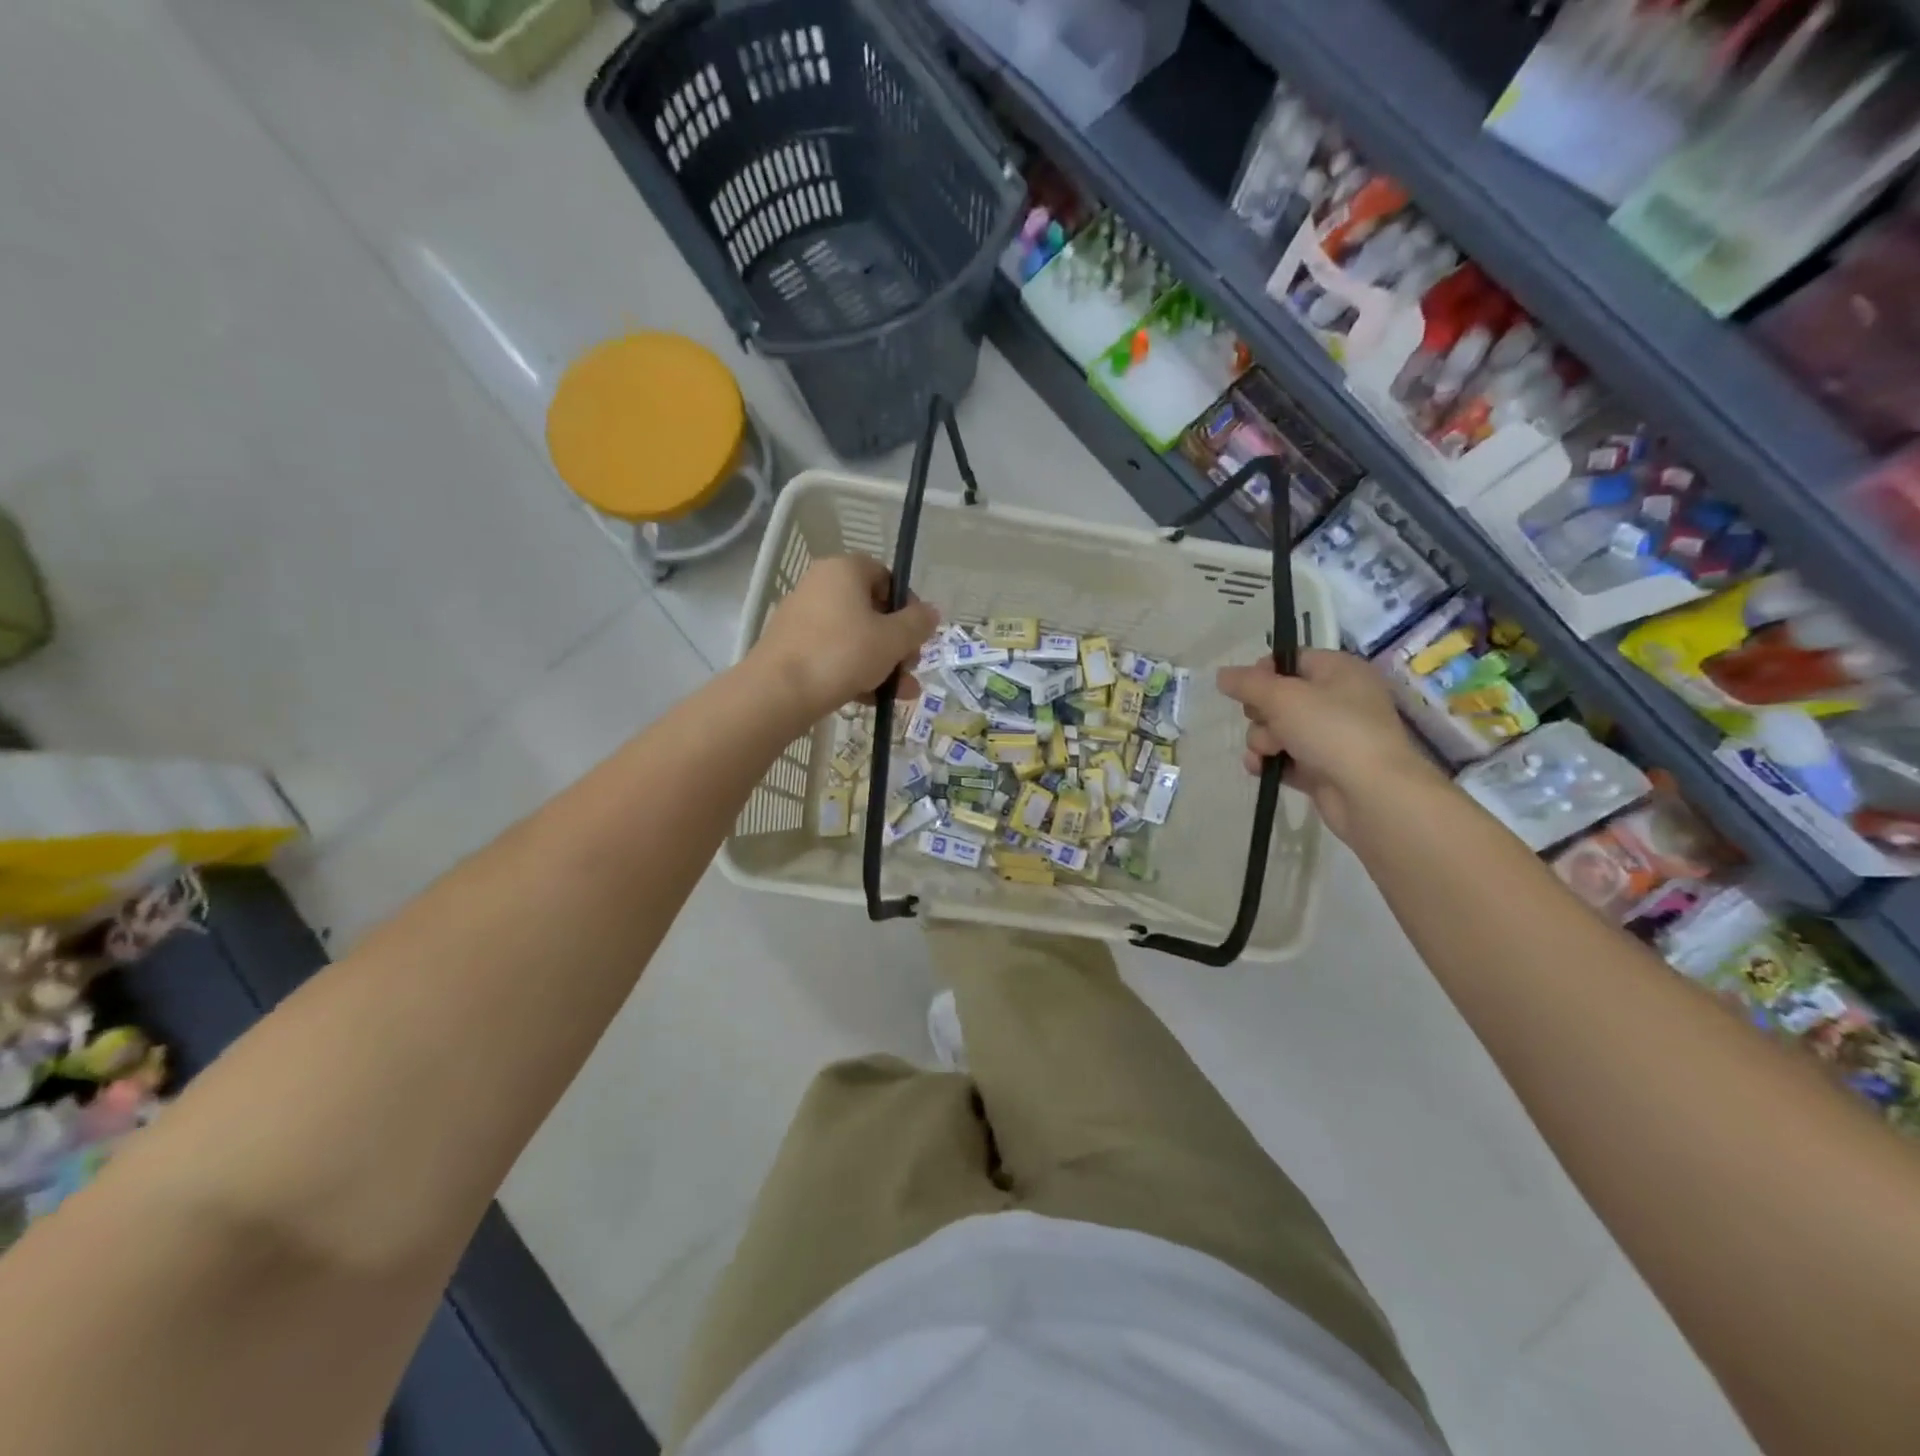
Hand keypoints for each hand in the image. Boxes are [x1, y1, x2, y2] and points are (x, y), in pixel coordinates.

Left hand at [752, 555, 938, 721]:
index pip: (886, 577)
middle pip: (872, 610)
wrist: (779, 691)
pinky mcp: (793, 648)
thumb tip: (931, 612)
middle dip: (897, 643)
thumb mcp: (892, 639)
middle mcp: (820, 585)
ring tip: (902, 694)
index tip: (919, 635)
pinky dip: (855, 672)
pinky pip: (834, 654)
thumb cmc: (843, 653)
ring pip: (855, 637)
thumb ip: (917, 623)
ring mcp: (803, 617)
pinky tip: (873, 700)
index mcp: (844, 570)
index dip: (908, 606)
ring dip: (882, 664)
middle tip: (911, 668)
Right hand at [1216, 649, 1438, 840]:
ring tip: (1268, 752)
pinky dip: (1270, 762)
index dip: (1263, 672)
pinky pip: (1285, 758)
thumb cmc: (1331, 730)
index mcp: (1339, 671)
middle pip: (1280, 697)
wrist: (1371, 793)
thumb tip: (1222, 674)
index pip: (1292, 660)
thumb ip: (1247, 683)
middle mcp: (1338, 700)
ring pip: (1278, 730)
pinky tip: (1260, 769)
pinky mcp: (1322, 769)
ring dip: (1262, 741)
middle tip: (1265, 722)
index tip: (1246, 688)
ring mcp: (1331, 737)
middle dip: (1260, 713)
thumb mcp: (1282, 697)